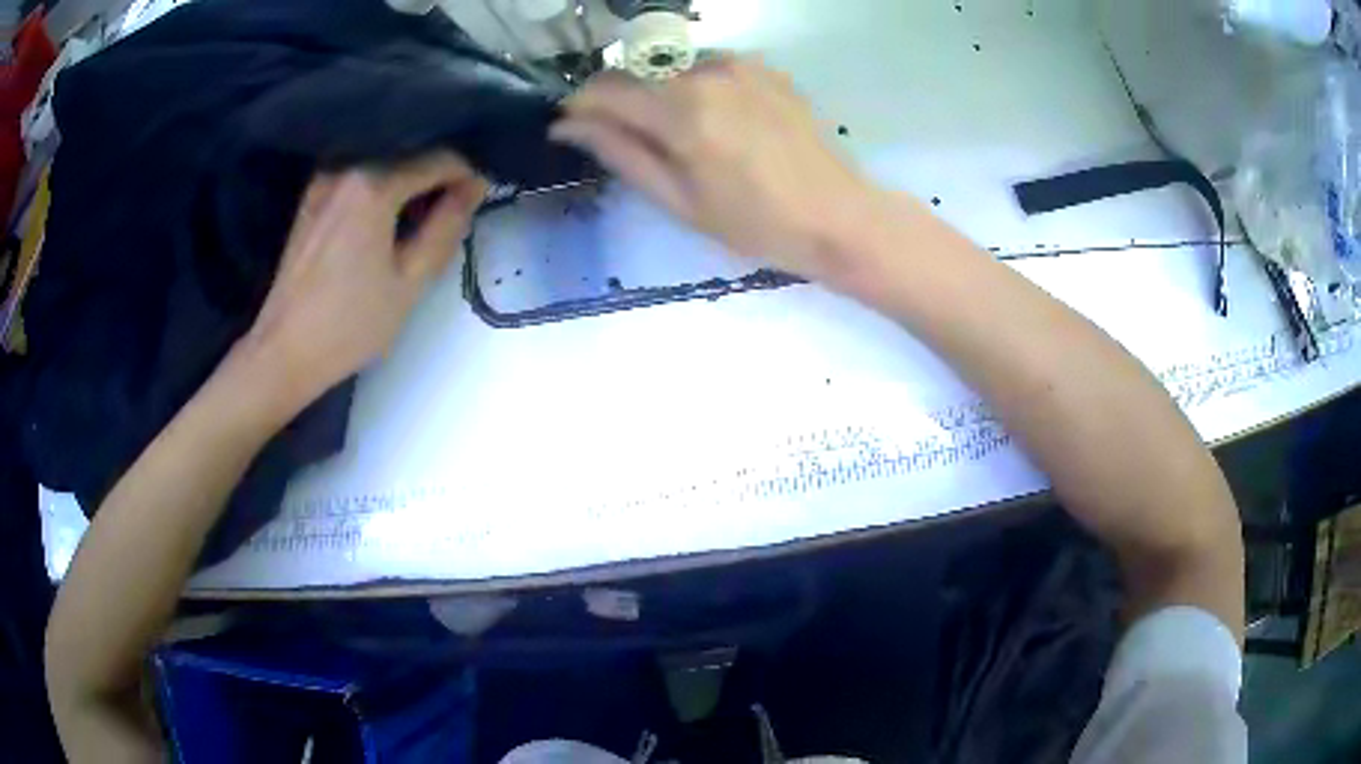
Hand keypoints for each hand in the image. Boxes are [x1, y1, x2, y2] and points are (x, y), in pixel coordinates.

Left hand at [244, 153, 486, 406]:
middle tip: (452, 215)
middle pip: (410, 155)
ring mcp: (324, 180)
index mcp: (372, 184)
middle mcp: (346, 168)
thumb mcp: (410, 281)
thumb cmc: (349, 324)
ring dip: (409, 184)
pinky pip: (360, 178)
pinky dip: (382, 190)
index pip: (439, 158)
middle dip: (437, 178)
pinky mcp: (312, 197)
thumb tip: (474, 186)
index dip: (467, 175)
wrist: (283, 351)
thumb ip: (446, 226)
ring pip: (384, 165)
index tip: (479, 201)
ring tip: (421, 221)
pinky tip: (386, 223)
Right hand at [551, 57, 893, 287]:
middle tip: (635, 145)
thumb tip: (569, 126)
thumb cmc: (756, 223)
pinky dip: (697, 90)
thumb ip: (621, 153)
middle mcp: (707, 71)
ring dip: (661, 96)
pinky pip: (709, 70)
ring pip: (672, 70)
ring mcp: (741, 64)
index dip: (580, 106)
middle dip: (621, 103)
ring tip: (686, 141)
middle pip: (638, 74)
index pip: (604, 88)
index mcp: (682, 110)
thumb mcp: (679, 200)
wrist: (838, 215)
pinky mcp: (764, 68)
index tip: (572, 127)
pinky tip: (720, 125)